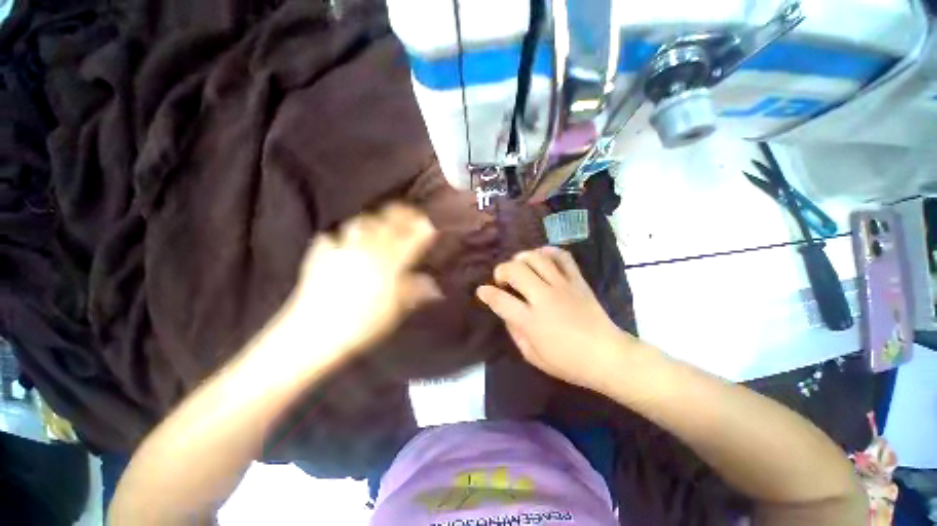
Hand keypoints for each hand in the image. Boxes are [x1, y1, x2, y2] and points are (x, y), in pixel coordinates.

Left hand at [273, 204, 440, 369]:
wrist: (315, 333)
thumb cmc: (362, 325)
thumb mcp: (395, 311)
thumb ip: (414, 292)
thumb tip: (433, 285)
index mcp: (389, 263)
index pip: (410, 239)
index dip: (421, 228)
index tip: (428, 222)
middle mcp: (368, 250)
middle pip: (387, 223)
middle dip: (400, 213)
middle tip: (408, 211)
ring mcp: (343, 250)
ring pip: (360, 223)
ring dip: (372, 220)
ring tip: (377, 223)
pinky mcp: (321, 256)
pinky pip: (331, 237)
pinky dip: (339, 237)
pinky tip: (340, 243)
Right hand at [476, 246, 637, 389]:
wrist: (607, 356)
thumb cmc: (568, 362)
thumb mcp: (532, 355)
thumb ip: (515, 331)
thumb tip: (506, 312)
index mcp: (531, 320)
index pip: (500, 300)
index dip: (486, 293)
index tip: (482, 291)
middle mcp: (544, 298)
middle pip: (515, 270)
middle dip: (501, 270)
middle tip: (502, 280)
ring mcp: (562, 286)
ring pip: (536, 258)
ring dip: (521, 259)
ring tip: (519, 267)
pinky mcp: (577, 281)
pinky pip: (563, 257)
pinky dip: (549, 252)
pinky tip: (542, 256)